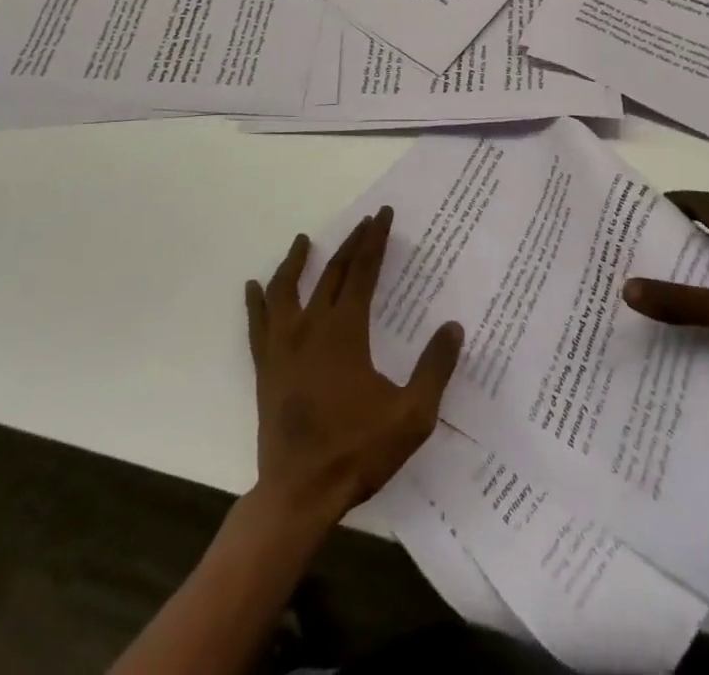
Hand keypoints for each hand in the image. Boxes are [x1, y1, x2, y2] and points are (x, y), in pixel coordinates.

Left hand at [245, 206, 463, 526]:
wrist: (298, 494)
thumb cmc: (357, 452)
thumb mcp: (411, 415)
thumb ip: (434, 369)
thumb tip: (454, 327)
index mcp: (345, 330)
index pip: (362, 271)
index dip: (374, 240)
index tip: (381, 215)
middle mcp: (311, 327)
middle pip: (332, 272)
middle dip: (350, 243)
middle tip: (363, 222)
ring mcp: (282, 346)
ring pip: (286, 289)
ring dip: (296, 262)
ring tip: (303, 241)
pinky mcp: (265, 368)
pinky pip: (257, 325)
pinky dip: (256, 302)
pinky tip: (253, 287)